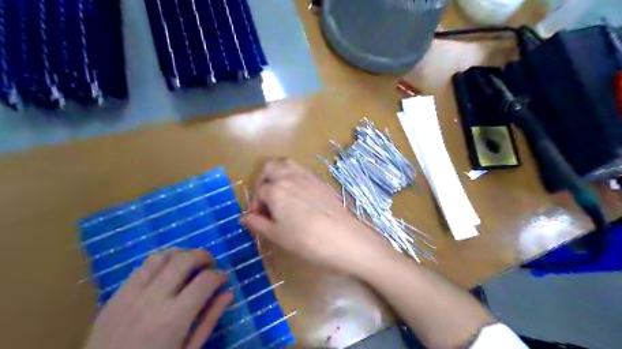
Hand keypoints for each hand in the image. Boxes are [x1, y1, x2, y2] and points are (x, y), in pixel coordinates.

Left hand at [85, 248, 232, 348]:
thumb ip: (209, 320)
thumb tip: (228, 292)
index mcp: (173, 319)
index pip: (205, 281)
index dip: (219, 275)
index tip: (223, 278)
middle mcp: (152, 300)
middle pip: (184, 260)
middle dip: (203, 256)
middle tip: (210, 264)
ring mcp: (130, 296)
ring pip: (161, 257)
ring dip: (181, 254)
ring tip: (189, 264)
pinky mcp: (115, 297)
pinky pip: (141, 267)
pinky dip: (160, 262)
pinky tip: (166, 272)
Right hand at [240, 159, 389, 275]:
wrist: (342, 237)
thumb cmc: (305, 239)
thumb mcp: (277, 235)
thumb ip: (257, 223)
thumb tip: (244, 217)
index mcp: (275, 189)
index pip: (259, 192)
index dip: (256, 206)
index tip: (259, 219)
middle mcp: (289, 176)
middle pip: (269, 168)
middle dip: (262, 181)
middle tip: (265, 199)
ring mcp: (307, 176)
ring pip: (286, 164)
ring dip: (277, 174)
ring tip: (279, 193)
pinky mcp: (320, 180)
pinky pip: (301, 170)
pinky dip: (293, 176)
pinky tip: (298, 195)